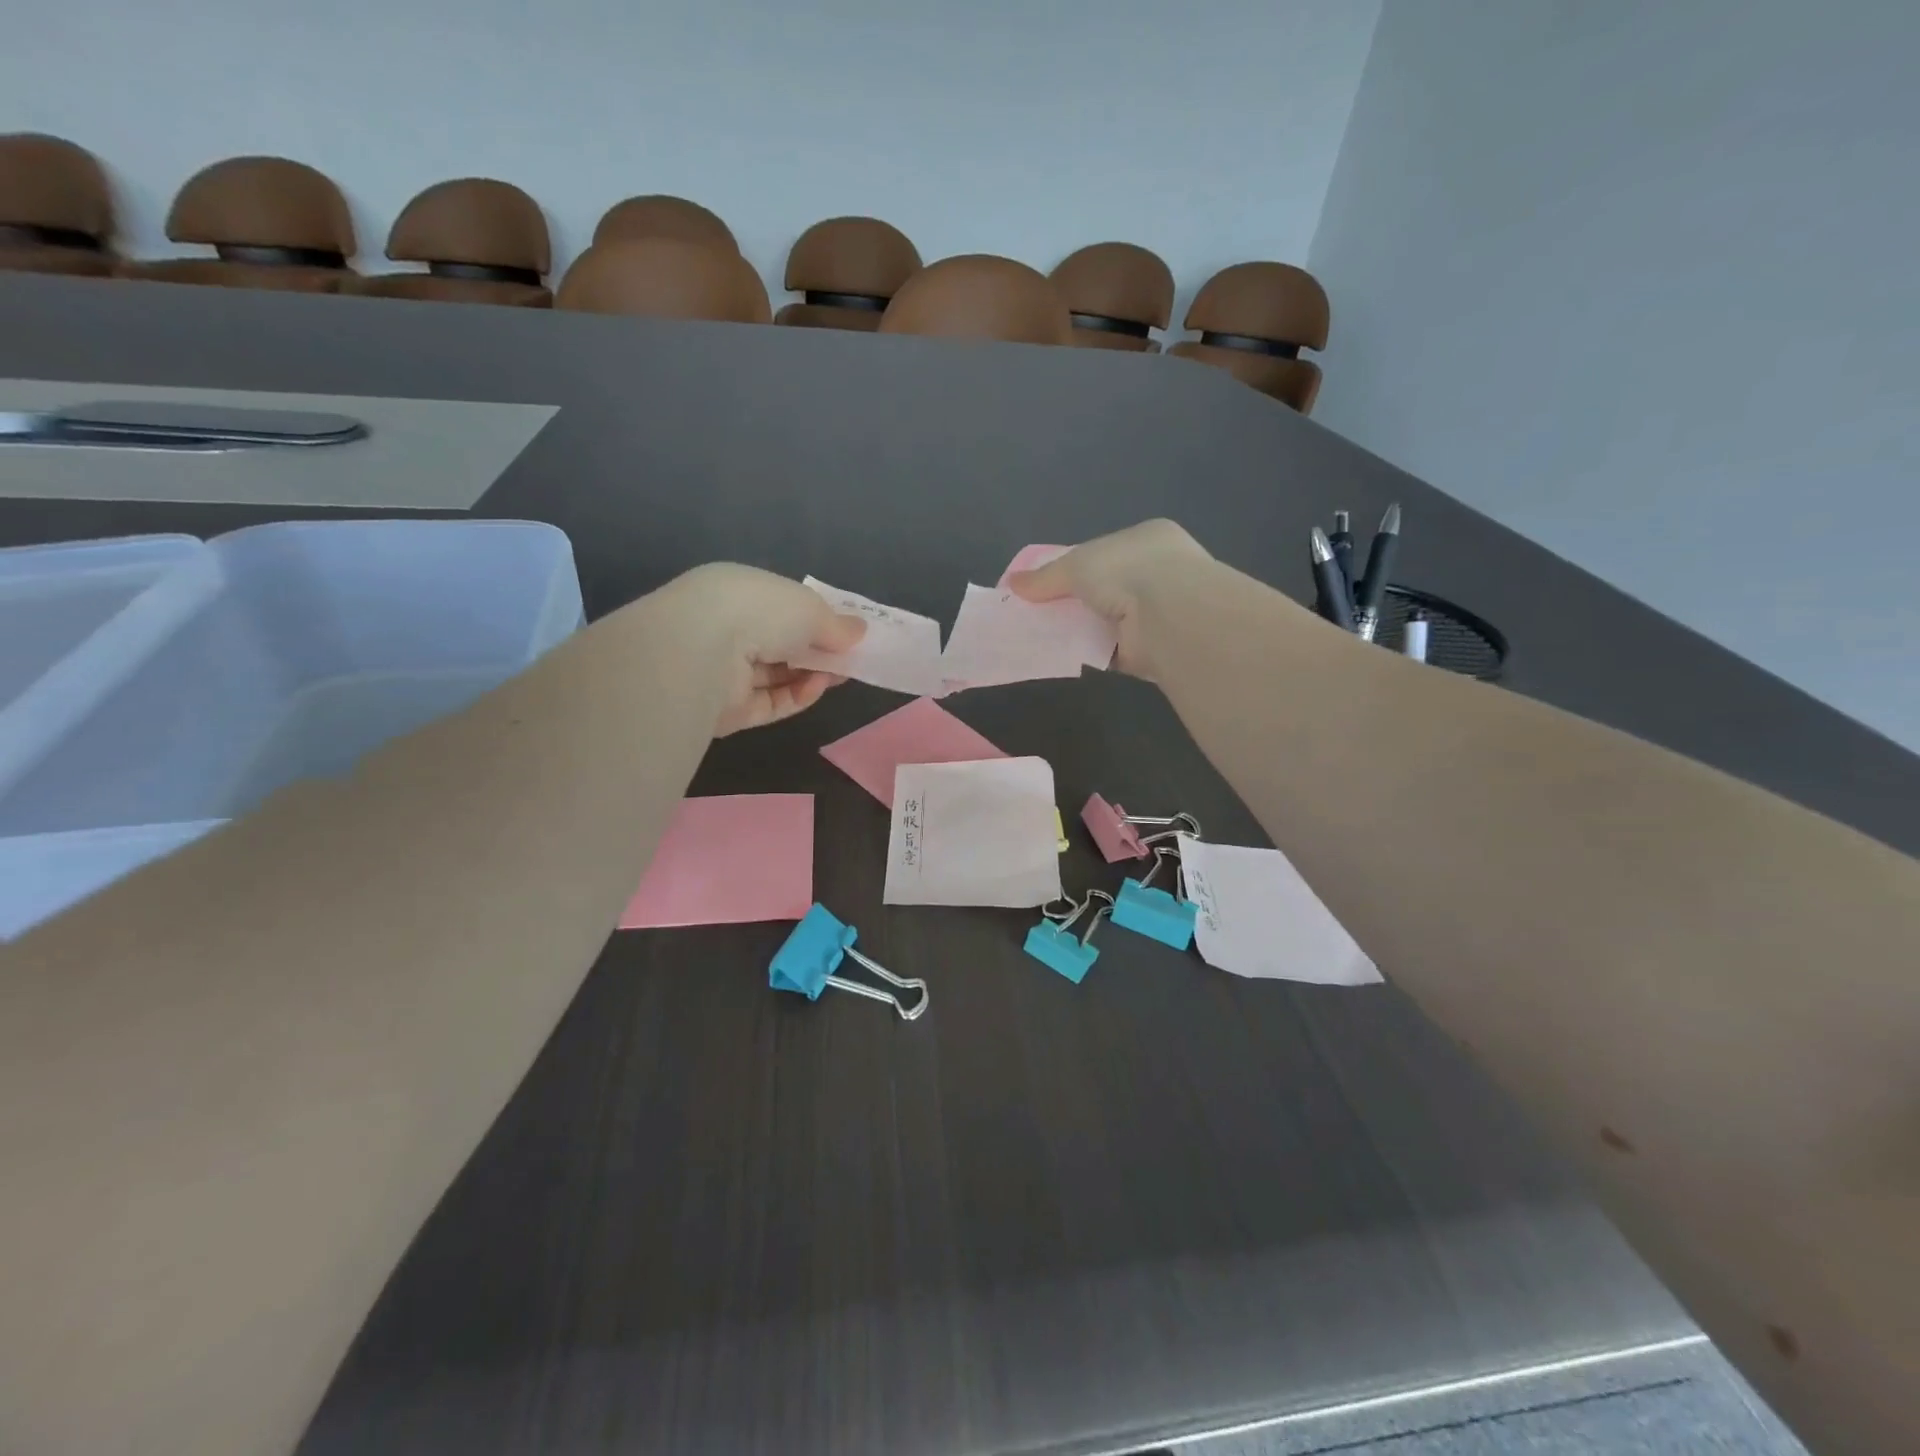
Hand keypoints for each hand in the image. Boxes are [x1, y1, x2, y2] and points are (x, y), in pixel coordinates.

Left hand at [651, 563, 865, 734]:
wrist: (703, 652)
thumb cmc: (759, 611)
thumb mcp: (809, 608)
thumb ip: (835, 624)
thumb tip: (859, 631)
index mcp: (736, 592)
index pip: (777, 606)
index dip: (812, 618)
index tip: (844, 631)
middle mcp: (724, 629)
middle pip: (778, 643)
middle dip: (815, 651)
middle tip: (849, 658)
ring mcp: (723, 672)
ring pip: (775, 676)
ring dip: (811, 675)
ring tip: (840, 674)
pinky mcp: (726, 710)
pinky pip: (769, 704)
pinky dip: (796, 697)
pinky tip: (817, 688)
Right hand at [1006, 519, 1212, 679]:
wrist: (1168, 615)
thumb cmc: (1126, 571)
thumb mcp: (1076, 564)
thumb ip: (1045, 576)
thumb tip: (1012, 584)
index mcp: (1147, 540)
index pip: (1105, 551)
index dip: (1075, 566)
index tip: (1046, 582)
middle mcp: (1158, 572)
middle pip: (1105, 587)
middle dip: (1077, 600)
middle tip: (1039, 611)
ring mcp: (1158, 612)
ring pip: (1108, 619)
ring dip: (1082, 628)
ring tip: (1044, 635)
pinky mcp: (1151, 648)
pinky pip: (1112, 649)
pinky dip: (1090, 652)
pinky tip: (1065, 654)